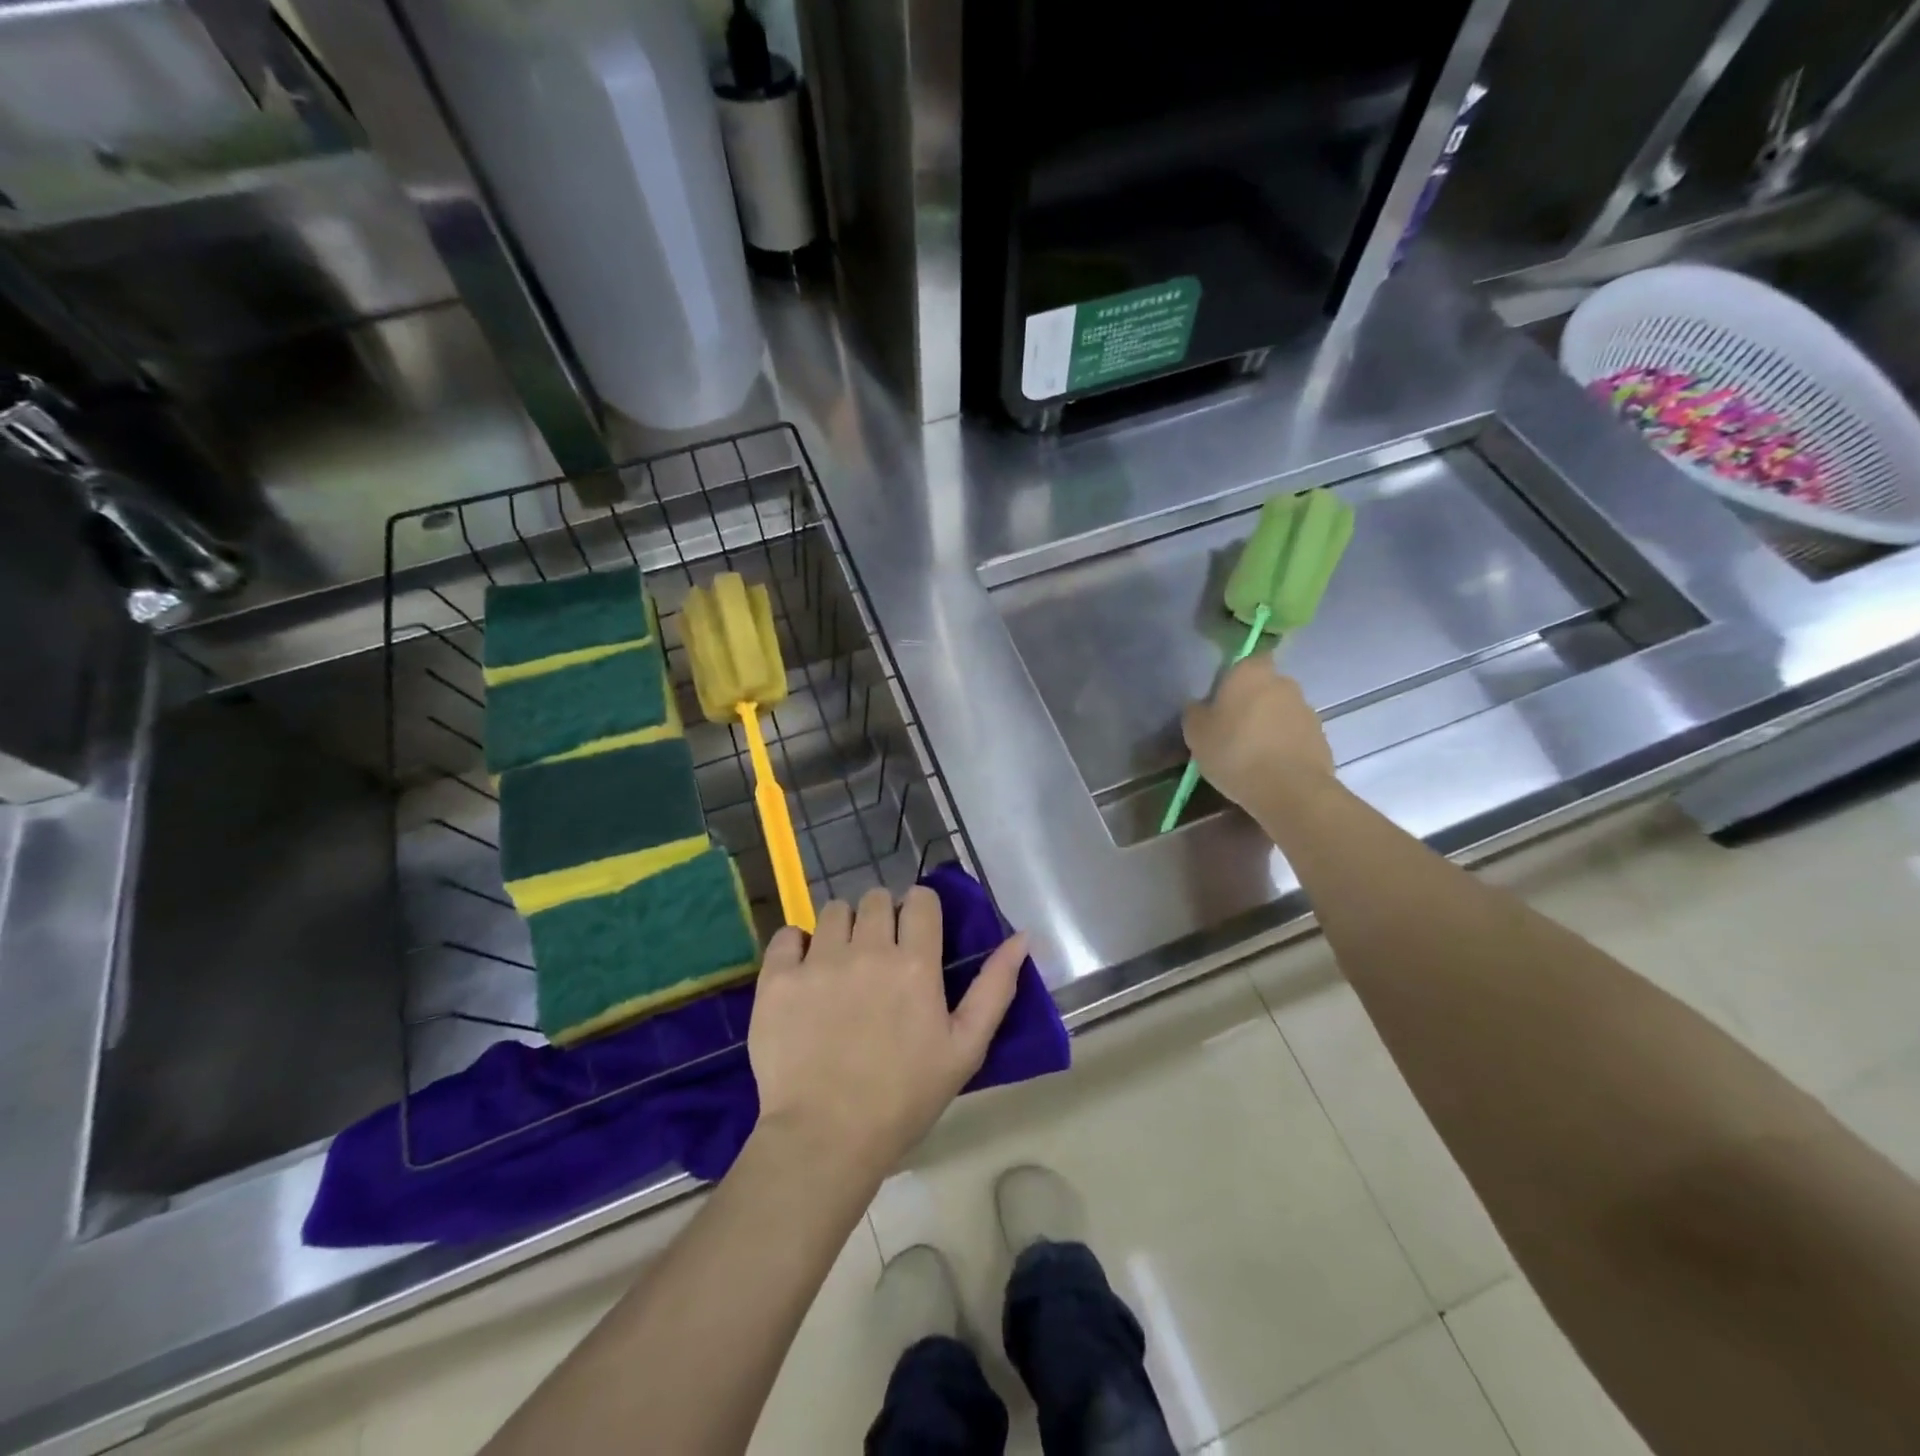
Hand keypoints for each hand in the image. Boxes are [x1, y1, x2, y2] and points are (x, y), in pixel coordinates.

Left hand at [748, 887, 1027, 1176]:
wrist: (826, 1138)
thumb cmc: (904, 1097)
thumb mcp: (965, 1048)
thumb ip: (995, 987)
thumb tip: (1022, 937)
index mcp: (916, 963)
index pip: (920, 899)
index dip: (920, 911)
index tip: (915, 934)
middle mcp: (868, 949)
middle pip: (875, 899)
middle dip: (882, 917)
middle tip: (878, 955)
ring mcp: (819, 961)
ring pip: (833, 911)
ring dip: (842, 928)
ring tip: (841, 964)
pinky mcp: (778, 978)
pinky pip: (787, 934)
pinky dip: (797, 945)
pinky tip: (803, 972)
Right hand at [1181, 656, 1334, 813]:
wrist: (1289, 790)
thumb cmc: (1234, 751)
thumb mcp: (1195, 733)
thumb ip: (1195, 712)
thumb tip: (1201, 706)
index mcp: (1251, 672)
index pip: (1245, 661)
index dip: (1234, 679)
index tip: (1222, 701)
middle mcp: (1284, 683)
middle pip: (1264, 687)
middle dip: (1252, 704)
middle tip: (1232, 730)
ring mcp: (1307, 710)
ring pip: (1281, 713)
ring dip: (1269, 726)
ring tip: (1251, 756)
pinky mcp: (1321, 738)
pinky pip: (1294, 737)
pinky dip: (1284, 747)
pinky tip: (1269, 769)